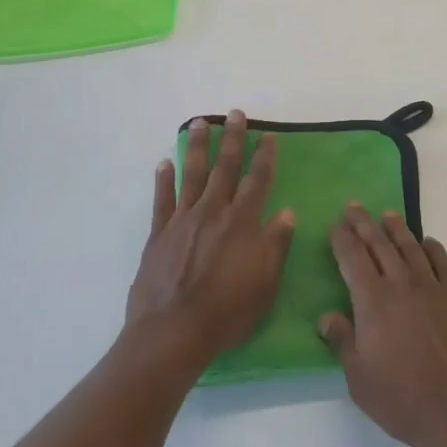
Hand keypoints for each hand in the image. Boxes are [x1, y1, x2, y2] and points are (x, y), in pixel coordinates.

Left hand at [126, 111, 294, 372]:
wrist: (172, 332)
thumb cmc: (227, 312)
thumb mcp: (265, 283)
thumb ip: (276, 245)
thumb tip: (288, 213)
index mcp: (242, 222)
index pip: (258, 180)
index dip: (264, 156)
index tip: (268, 135)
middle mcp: (213, 212)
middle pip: (225, 168)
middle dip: (233, 139)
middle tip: (235, 114)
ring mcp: (183, 220)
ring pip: (192, 174)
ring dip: (197, 147)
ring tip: (199, 123)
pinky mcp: (159, 234)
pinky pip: (162, 200)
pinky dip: (163, 180)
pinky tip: (164, 163)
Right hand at [319, 204, 446, 446]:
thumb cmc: (402, 399)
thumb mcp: (359, 378)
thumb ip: (342, 341)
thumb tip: (326, 316)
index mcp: (373, 302)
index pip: (353, 258)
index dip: (342, 239)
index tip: (335, 224)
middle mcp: (401, 284)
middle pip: (379, 244)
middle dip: (364, 223)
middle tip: (354, 206)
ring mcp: (432, 288)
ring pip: (410, 247)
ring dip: (396, 228)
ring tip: (387, 215)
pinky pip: (442, 262)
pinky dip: (432, 248)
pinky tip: (426, 243)